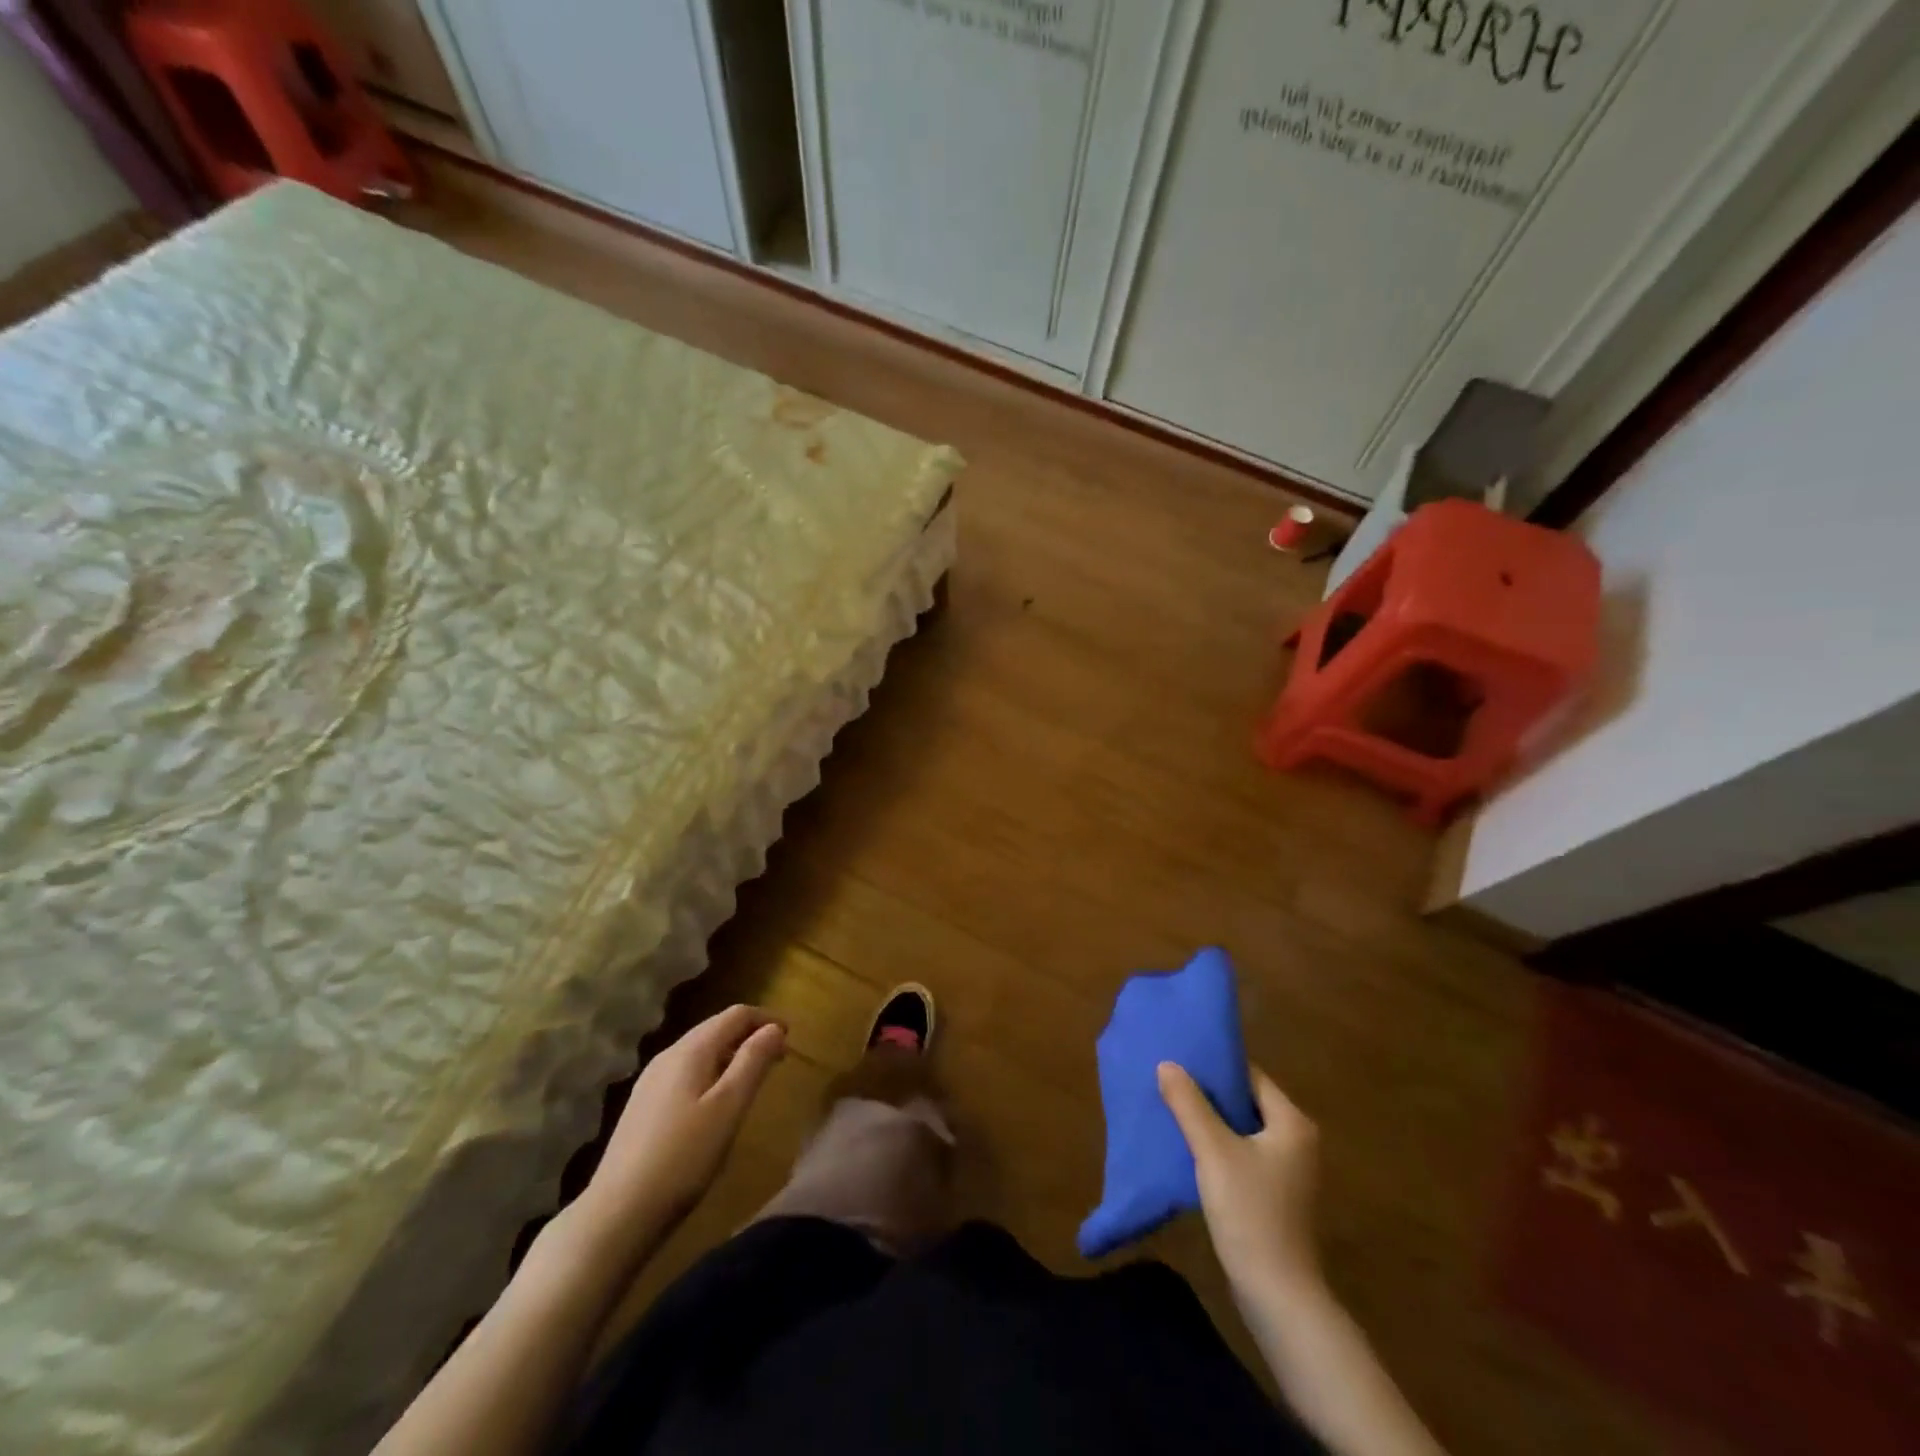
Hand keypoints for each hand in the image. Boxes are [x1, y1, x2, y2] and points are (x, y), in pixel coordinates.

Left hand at [574, 1005, 785, 1254]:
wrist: (617, 1214)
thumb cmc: (683, 1158)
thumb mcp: (729, 1107)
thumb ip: (753, 1062)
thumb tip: (775, 1028)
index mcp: (691, 1050)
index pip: (735, 1015)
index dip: (766, 1019)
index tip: (791, 1037)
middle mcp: (668, 1055)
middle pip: (716, 1028)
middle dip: (750, 1035)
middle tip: (779, 1057)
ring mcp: (651, 1081)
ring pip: (700, 1051)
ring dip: (731, 1054)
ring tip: (753, 1078)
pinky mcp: (643, 1106)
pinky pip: (686, 1072)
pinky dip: (712, 1073)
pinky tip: (717, 1102)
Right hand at [1159, 1061, 1321, 1296]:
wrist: (1277, 1295)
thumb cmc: (1250, 1212)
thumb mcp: (1213, 1152)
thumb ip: (1190, 1105)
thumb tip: (1167, 1064)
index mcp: (1292, 1123)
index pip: (1251, 1076)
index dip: (1216, 1067)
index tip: (1181, 1059)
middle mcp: (1298, 1141)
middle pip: (1247, 1102)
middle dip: (1210, 1093)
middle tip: (1171, 1081)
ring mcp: (1290, 1171)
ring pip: (1244, 1130)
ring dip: (1212, 1121)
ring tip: (1174, 1109)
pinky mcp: (1277, 1195)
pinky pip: (1245, 1154)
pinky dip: (1220, 1147)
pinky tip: (1190, 1148)